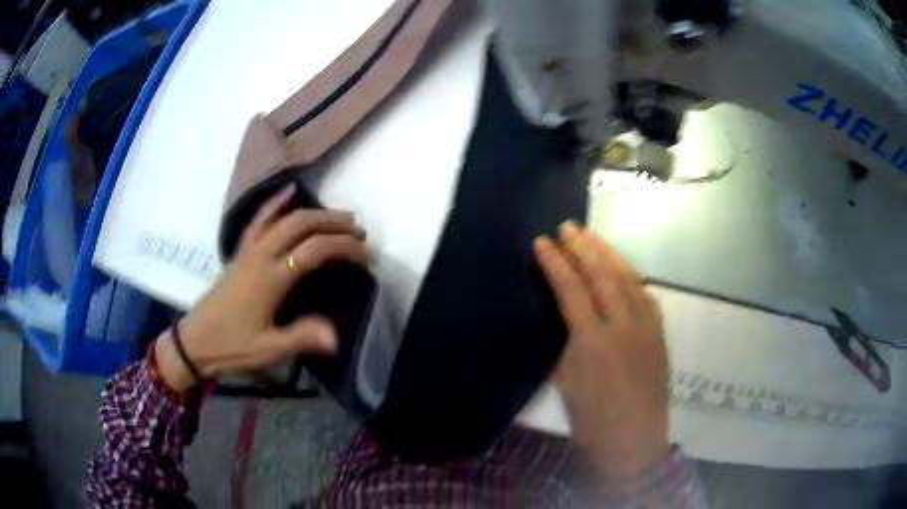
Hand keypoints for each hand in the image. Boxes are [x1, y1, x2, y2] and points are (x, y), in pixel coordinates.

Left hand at [155, 185, 367, 391]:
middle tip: (359, 231)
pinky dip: (275, 204)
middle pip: (301, 225)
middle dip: (334, 223)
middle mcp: (260, 257)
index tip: (365, 254)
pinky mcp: (240, 253)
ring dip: (314, 213)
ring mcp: (248, 251)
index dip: (343, 247)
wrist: (195, 341)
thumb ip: (301, 338)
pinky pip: (259, 220)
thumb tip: (337, 337)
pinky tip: (289, 193)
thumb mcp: (268, 349)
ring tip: (339, 216)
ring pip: (284, 219)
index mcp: (270, 279)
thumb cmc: (231, 346)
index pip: (314, 251)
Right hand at [533, 221, 668, 478]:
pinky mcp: (660, 333)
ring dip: (609, 254)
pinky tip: (621, 268)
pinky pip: (645, 295)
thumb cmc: (592, 421)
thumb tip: (562, 312)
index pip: (572, 290)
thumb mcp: (566, 382)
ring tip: (591, 236)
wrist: (634, 442)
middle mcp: (623, 327)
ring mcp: (647, 328)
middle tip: (568, 227)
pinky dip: (630, 276)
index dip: (555, 263)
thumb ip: (566, 342)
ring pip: (629, 279)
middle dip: (584, 247)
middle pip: (603, 275)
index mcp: (593, 342)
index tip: (542, 242)